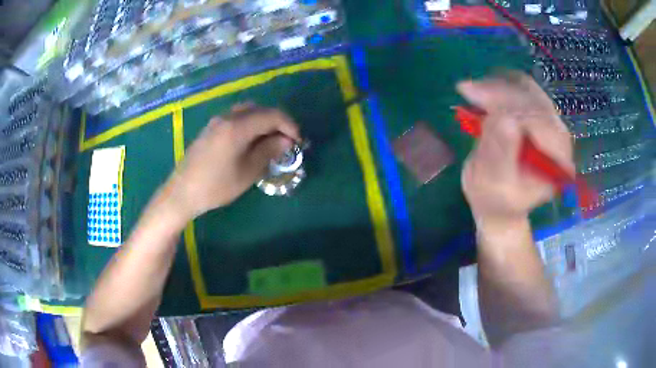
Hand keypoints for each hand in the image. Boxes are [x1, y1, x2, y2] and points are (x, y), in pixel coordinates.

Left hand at [160, 104, 300, 222]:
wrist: (182, 192)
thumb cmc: (216, 186)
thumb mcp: (247, 172)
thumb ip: (268, 151)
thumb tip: (286, 140)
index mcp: (237, 127)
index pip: (272, 115)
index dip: (289, 125)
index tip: (297, 142)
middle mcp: (227, 117)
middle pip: (260, 109)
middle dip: (277, 122)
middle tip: (286, 141)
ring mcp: (217, 121)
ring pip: (247, 112)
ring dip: (263, 122)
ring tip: (270, 141)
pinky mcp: (211, 128)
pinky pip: (236, 118)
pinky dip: (250, 124)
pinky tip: (250, 141)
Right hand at [457, 73, 573, 233]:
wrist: (499, 200)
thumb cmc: (495, 200)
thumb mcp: (494, 184)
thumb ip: (501, 156)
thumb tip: (505, 121)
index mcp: (557, 163)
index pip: (540, 121)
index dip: (509, 105)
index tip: (474, 96)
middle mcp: (559, 139)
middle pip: (535, 100)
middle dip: (501, 92)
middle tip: (468, 89)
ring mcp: (550, 124)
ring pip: (529, 89)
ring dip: (499, 86)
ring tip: (473, 91)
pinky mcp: (538, 114)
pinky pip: (522, 89)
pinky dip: (501, 85)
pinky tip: (484, 91)